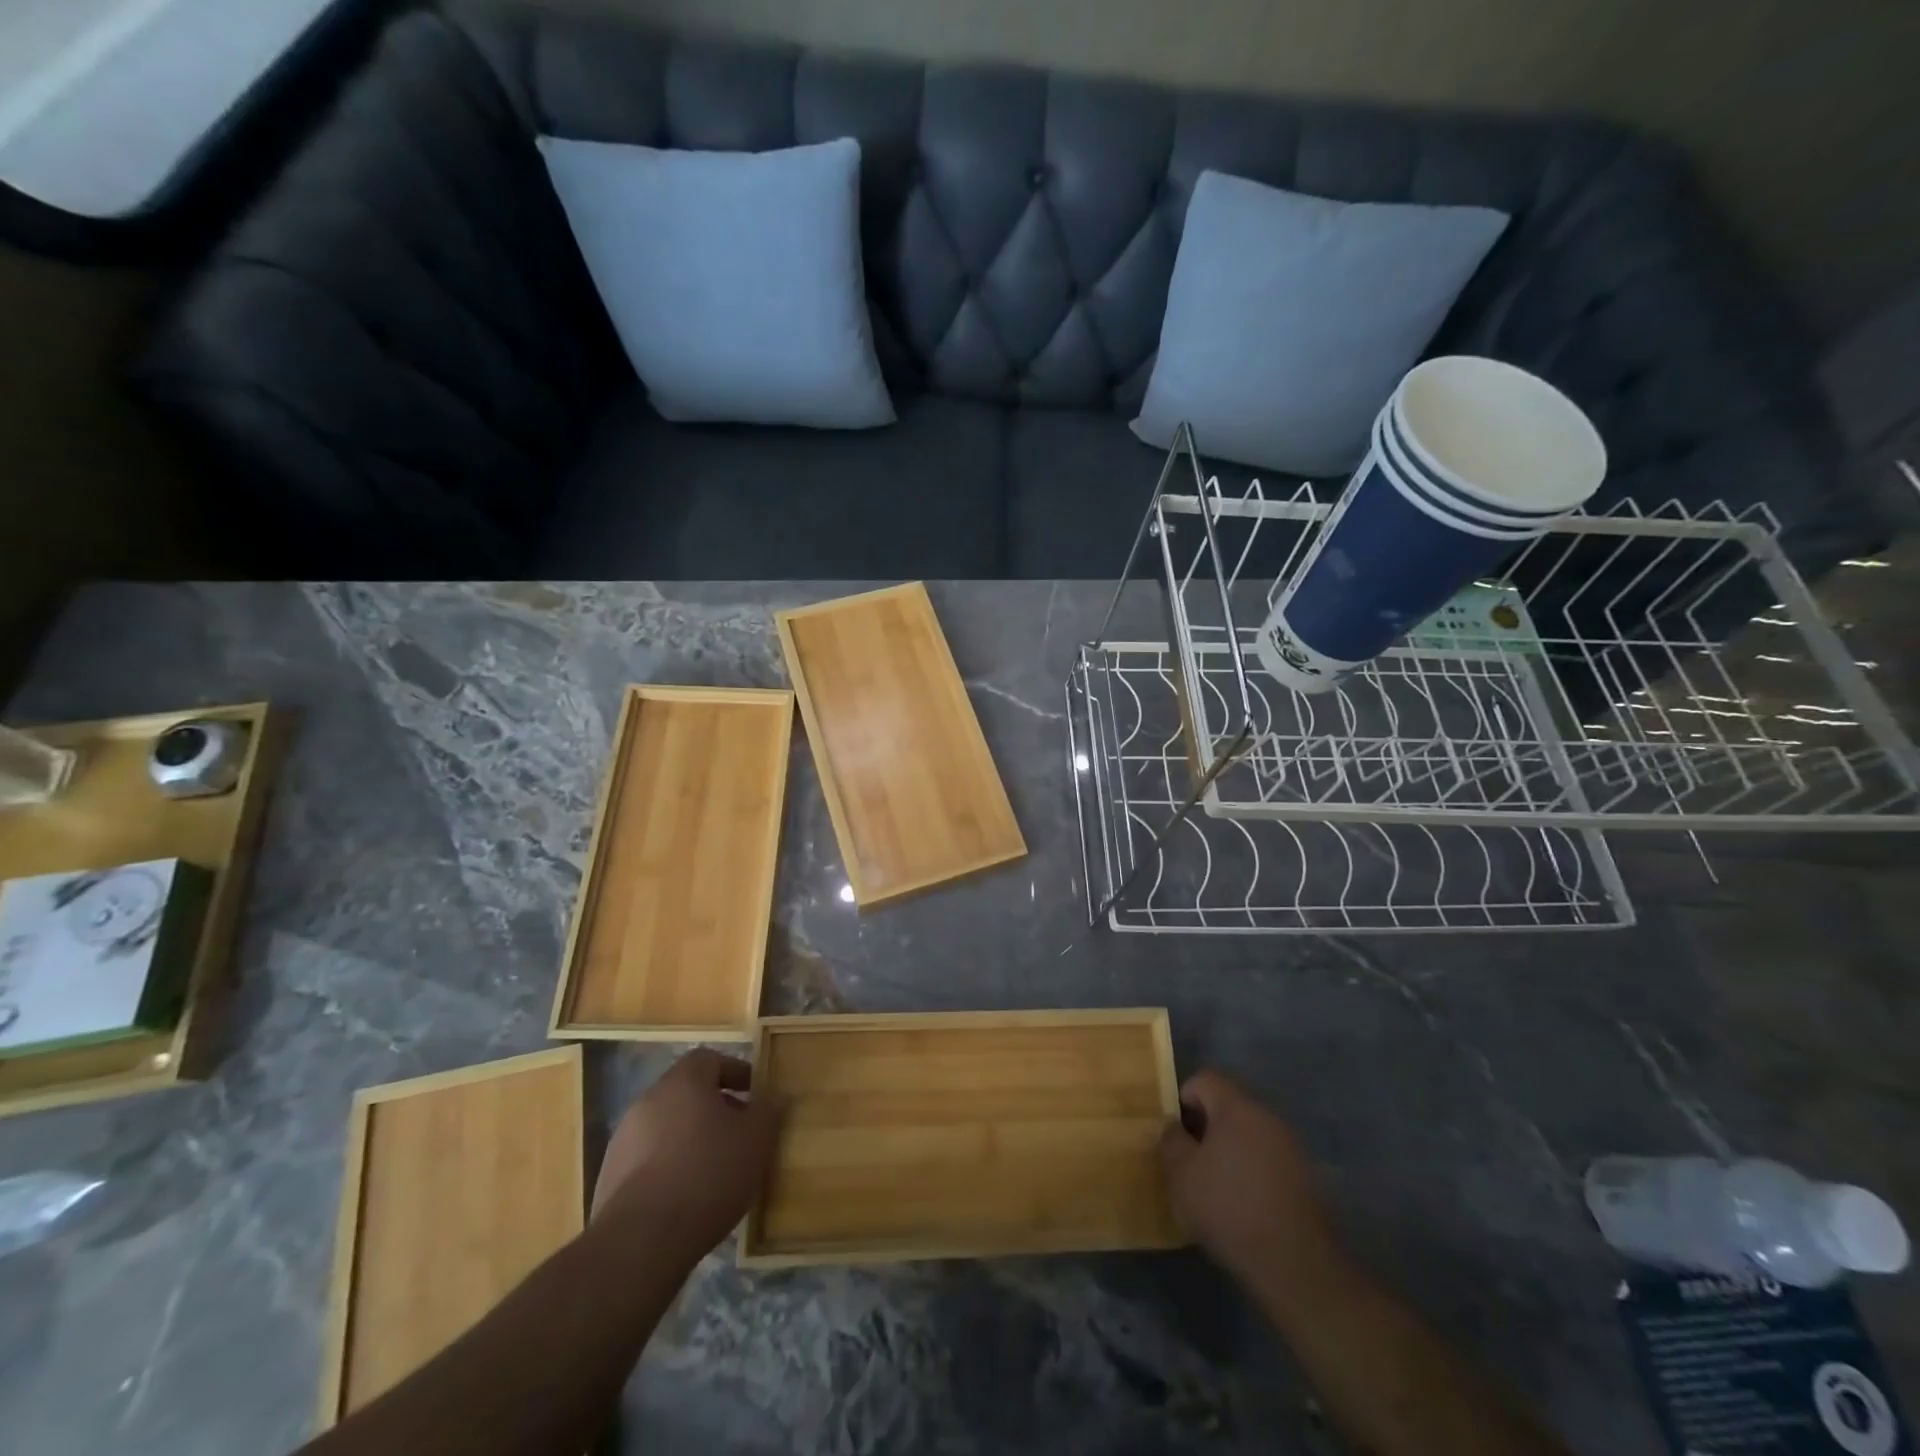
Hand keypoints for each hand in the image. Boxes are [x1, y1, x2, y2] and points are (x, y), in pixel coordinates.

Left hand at [592, 1048, 781, 1264]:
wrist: (640, 1242)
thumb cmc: (707, 1175)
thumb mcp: (755, 1140)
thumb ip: (768, 1110)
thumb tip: (776, 1094)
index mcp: (683, 1081)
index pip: (710, 1059)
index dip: (735, 1073)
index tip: (755, 1096)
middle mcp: (648, 1101)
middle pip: (687, 1093)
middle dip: (715, 1109)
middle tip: (739, 1134)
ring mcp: (623, 1140)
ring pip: (666, 1127)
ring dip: (690, 1139)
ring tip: (714, 1170)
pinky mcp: (609, 1178)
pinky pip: (648, 1161)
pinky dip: (668, 1168)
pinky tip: (686, 1197)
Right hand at [1159, 1070, 1340, 1292]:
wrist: (1296, 1265)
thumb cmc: (1229, 1208)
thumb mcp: (1182, 1174)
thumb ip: (1171, 1140)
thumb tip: (1174, 1126)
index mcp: (1237, 1107)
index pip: (1205, 1079)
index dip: (1184, 1099)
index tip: (1177, 1134)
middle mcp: (1268, 1117)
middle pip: (1229, 1105)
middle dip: (1207, 1126)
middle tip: (1192, 1160)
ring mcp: (1292, 1146)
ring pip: (1250, 1133)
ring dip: (1231, 1149)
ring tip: (1217, 1185)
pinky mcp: (1307, 1177)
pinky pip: (1269, 1158)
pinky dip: (1253, 1170)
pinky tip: (1245, 1204)